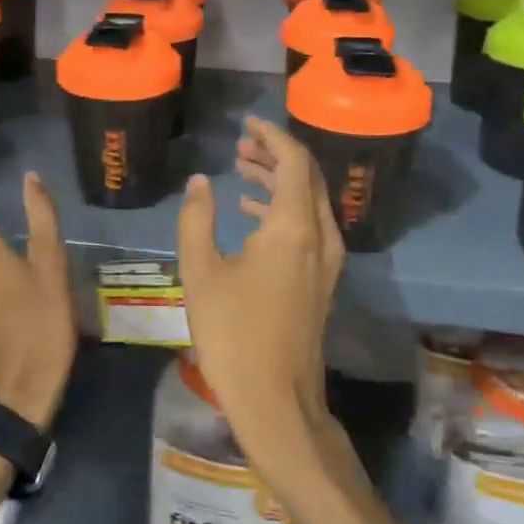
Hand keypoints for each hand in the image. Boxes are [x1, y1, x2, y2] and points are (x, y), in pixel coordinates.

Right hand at [176, 117, 347, 487]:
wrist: (276, 399)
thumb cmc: (233, 334)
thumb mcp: (201, 272)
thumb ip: (197, 219)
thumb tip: (198, 182)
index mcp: (294, 227)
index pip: (293, 161)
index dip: (271, 136)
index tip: (247, 123)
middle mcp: (320, 236)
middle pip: (306, 177)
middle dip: (275, 154)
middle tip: (241, 143)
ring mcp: (325, 261)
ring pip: (308, 202)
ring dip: (278, 181)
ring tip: (241, 167)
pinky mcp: (320, 280)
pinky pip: (307, 226)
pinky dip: (282, 209)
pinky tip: (251, 211)